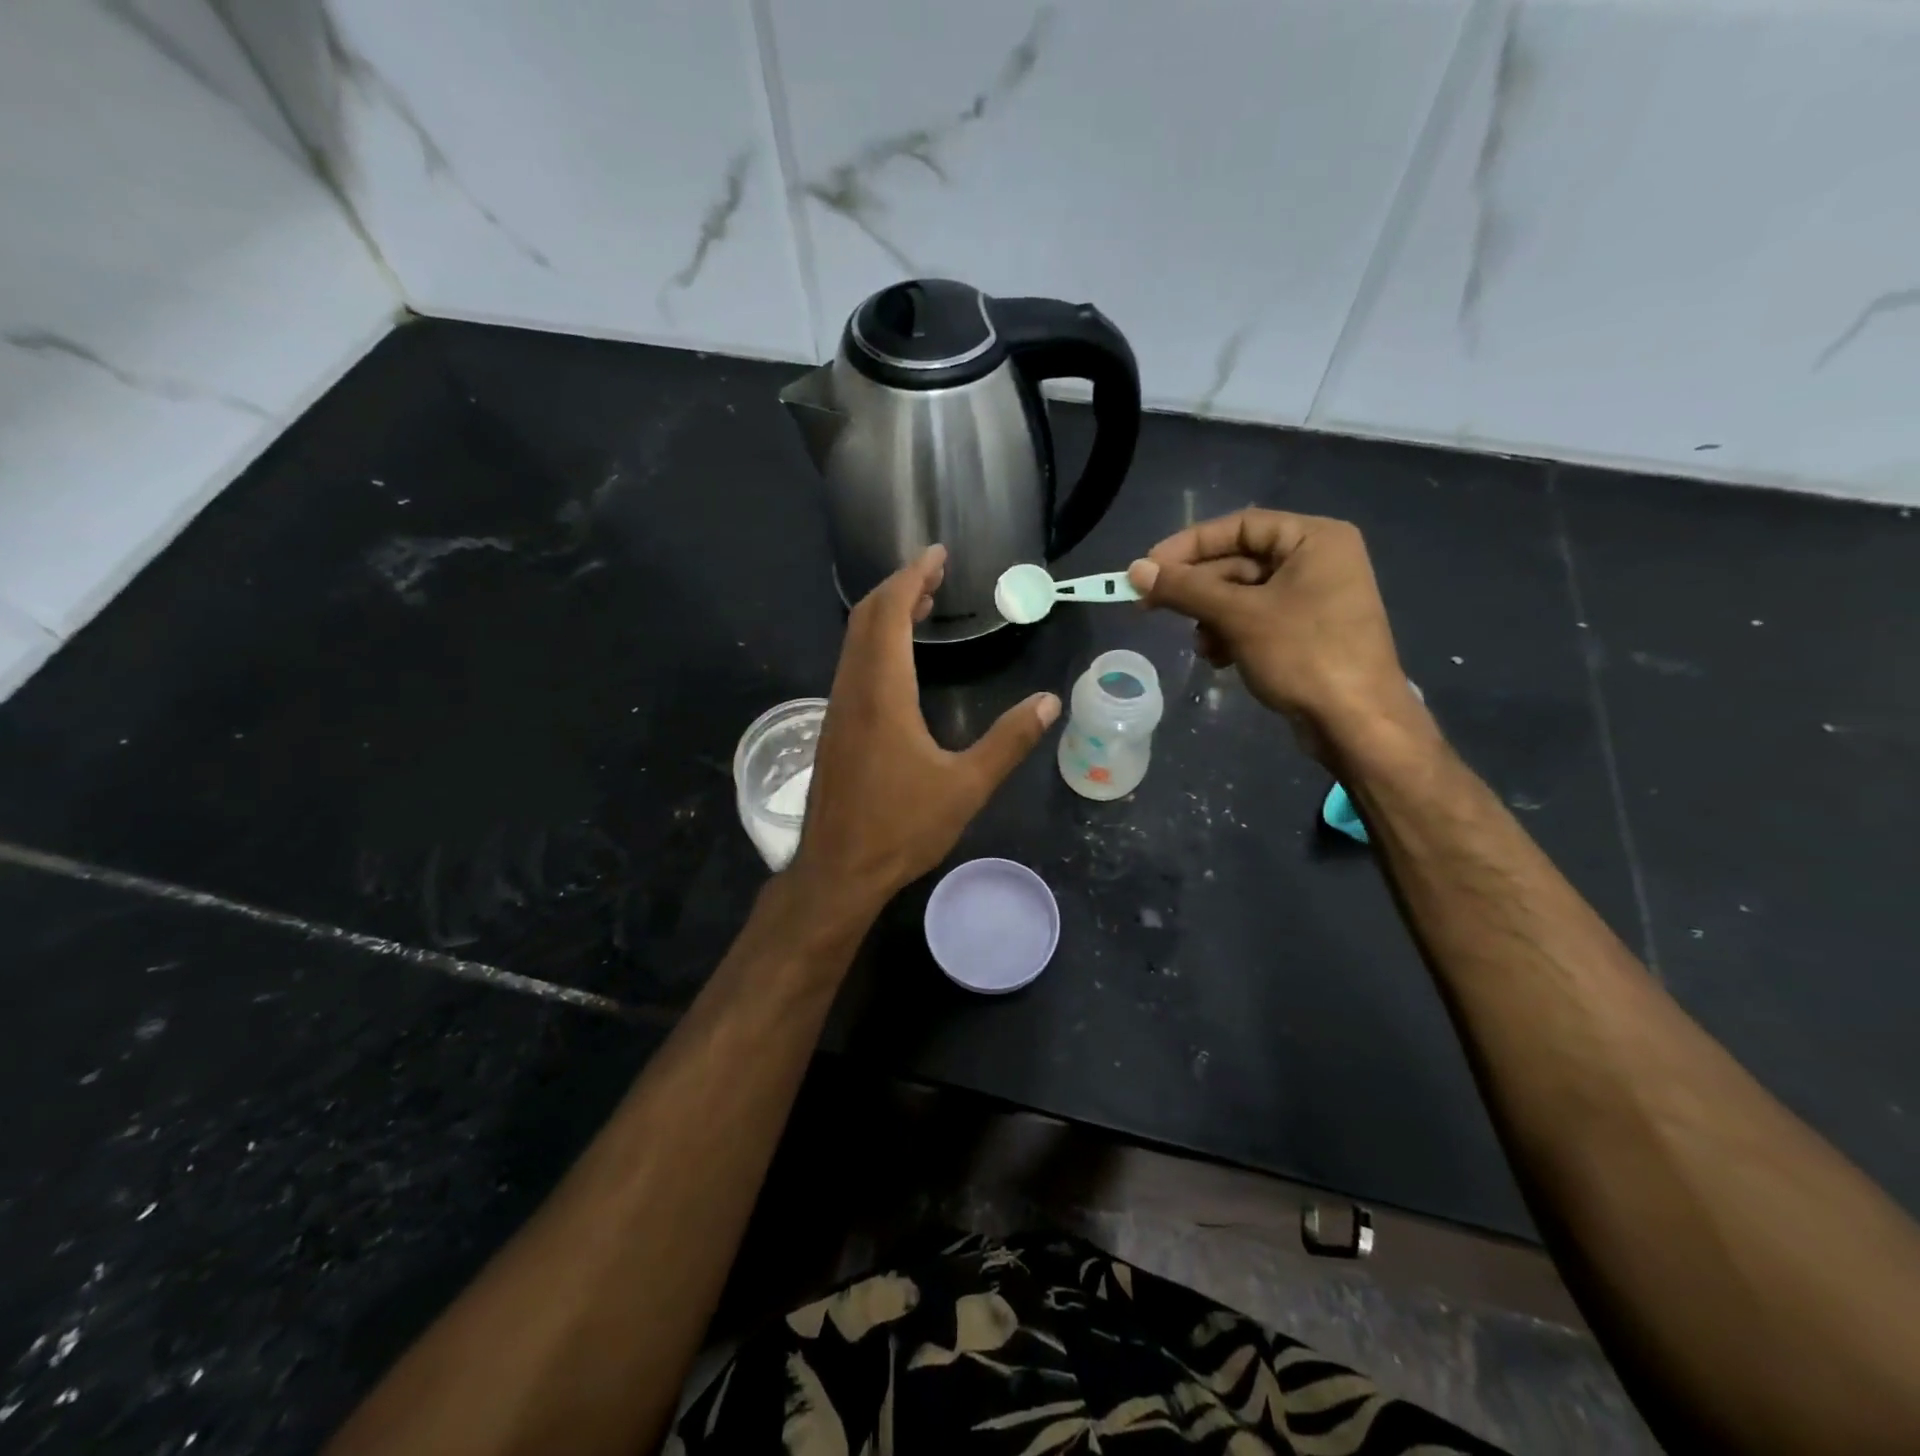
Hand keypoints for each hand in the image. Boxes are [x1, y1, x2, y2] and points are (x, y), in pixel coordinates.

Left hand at [789, 546, 1059, 913]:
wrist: (837, 871)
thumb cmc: (901, 827)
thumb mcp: (966, 786)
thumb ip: (1009, 741)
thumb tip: (1050, 702)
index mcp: (882, 693)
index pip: (889, 613)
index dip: (912, 577)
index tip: (937, 555)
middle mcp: (852, 690)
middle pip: (866, 617)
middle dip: (899, 587)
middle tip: (935, 574)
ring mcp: (838, 709)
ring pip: (854, 642)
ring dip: (885, 615)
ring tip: (922, 606)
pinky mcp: (834, 729)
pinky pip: (852, 666)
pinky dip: (875, 644)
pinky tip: (899, 661)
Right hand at [1127, 509, 1424, 762]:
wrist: (1358, 723)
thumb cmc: (1304, 655)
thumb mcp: (1238, 617)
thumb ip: (1185, 589)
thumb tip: (1136, 571)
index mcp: (1314, 539)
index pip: (1239, 526)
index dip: (1188, 545)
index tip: (1147, 568)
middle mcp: (1317, 560)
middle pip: (1239, 561)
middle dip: (1197, 589)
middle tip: (1151, 606)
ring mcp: (1314, 598)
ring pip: (1242, 595)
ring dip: (1211, 617)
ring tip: (1201, 646)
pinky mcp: (1307, 632)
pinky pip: (1256, 620)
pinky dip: (1231, 635)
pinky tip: (1219, 658)